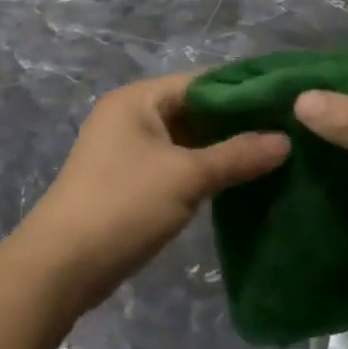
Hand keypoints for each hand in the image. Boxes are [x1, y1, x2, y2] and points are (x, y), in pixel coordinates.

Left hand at [17, 73, 289, 316]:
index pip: (200, 81)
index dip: (243, 90)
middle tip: (286, 131)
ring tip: (272, 155)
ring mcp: (127, 150)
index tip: (285, 102)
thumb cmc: (123, 205)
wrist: (61, 266)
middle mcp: (130, 116)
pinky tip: (237, 181)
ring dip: (221, 148)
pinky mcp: (128, 181)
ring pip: (185, 139)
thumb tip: (285, 140)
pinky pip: (175, 164)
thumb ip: (237, 155)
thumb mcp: (186, 177)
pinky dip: (203, 169)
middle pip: (193, 109)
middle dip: (235, 122)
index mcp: (138, 99)